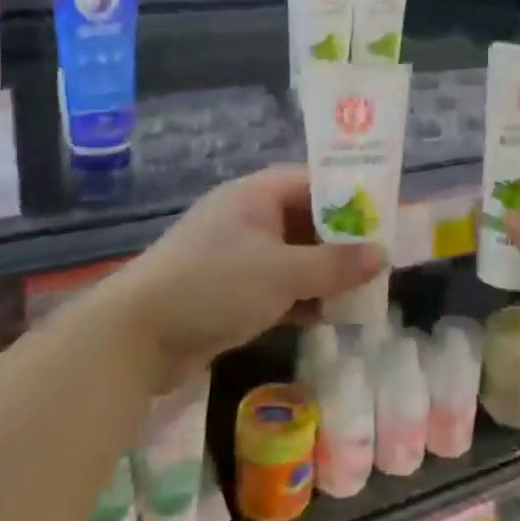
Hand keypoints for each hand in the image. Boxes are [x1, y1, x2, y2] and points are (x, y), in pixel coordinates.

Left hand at [115, 166, 383, 388]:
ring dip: (324, 274)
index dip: (349, 197)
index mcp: (256, 195)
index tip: (383, 217)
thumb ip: (335, 264)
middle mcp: (247, 219)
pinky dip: (302, 298)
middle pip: (306, 221)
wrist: (136, 337)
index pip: (313, 183)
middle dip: (341, 242)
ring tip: (365, 291)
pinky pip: (277, 288)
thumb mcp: (282, 272)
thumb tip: (381, 255)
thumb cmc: (214, 285)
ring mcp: (237, 257)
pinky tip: (330, 317)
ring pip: (293, 258)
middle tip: (379, 260)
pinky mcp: (229, 293)